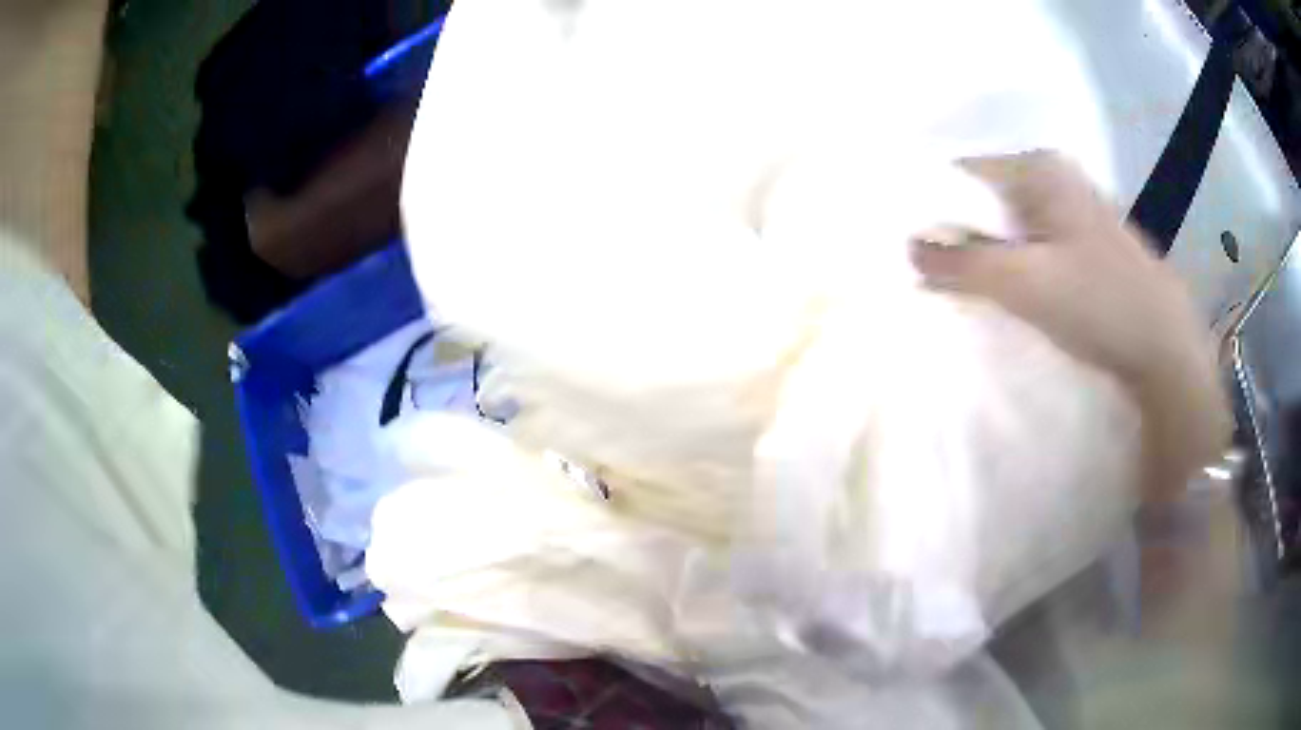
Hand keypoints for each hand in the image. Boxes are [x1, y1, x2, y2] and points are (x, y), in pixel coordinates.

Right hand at [911, 151, 1230, 501]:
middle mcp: (1053, 177)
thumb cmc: (1099, 302)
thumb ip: (963, 263)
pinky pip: (1030, 246)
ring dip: (985, 257)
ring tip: (966, 293)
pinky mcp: (1082, 243)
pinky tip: (1007, 297)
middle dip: (959, 237)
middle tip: (935, 279)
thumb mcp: (1025, 282)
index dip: (933, 210)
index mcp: (1037, 166)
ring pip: (1007, 227)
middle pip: (985, 201)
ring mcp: (1071, 210)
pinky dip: (1012, 267)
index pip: (962, 174)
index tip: (913, 253)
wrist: (1166, 346)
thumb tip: (909, 250)